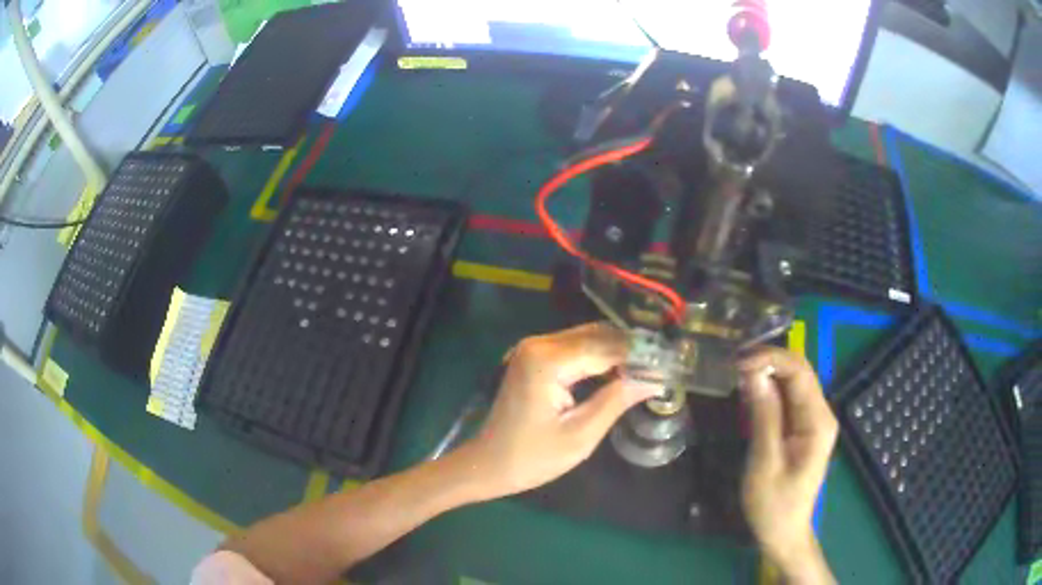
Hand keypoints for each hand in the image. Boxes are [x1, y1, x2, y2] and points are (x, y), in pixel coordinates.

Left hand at [456, 323, 658, 499]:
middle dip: (631, 349)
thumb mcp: (581, 435)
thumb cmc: (532, 458)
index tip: (671, 363)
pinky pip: (573, 348)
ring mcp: (533, 348)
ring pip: (587, 338)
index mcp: (548, 361)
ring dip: (617, 351)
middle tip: (664, 365)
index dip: (641, 355)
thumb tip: (655, 379)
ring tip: (648, 368)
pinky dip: (598, 356)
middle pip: (597, 335)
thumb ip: (617, 400)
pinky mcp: (533, 357)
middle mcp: (539, 344)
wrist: (487, 465)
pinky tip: (620, 370)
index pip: (607, 347)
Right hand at [738, 347, 837, 584]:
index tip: (738, 365)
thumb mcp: (765, 462)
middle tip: (733, 368)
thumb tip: (753, 373)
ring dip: (767, 374)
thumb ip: (763, 416)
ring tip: (736, 377)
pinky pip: (789, 398)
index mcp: (818, 421)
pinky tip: (750, 393)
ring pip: (793, 382)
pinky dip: (769, 391)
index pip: (800, 372)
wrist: (784, 533)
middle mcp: (821, 414)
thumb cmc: (774, 504)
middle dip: (768, 363)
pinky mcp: (804, 428)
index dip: (770, 359)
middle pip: (799, 373)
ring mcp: (814, 420)